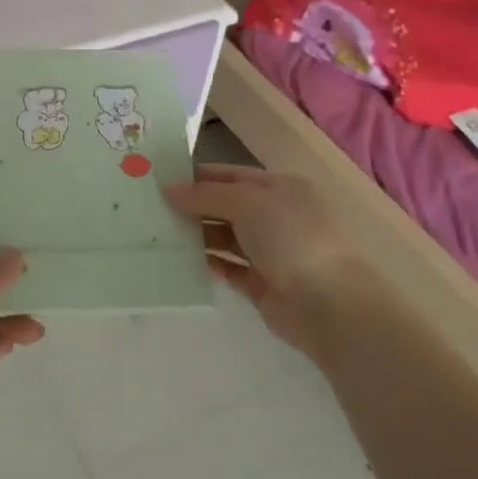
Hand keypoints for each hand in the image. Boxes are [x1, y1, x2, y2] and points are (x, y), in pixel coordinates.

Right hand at [164, 165, 372, 360]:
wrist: (327, 303)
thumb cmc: (290, 238)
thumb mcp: (247, 202)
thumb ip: (206, 194)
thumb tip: (169, 189)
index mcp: (278, 187)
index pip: (230, 175)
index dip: (197, 176)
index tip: (159, 179)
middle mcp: (275, 216)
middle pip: (226, 205)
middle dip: (192, 206)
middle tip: (150, 208)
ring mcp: (269, 251)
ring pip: (225, 237)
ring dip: (197, 234)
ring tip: (158, 233)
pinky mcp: (262, 284)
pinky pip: (229, 268)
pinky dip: (208, 264)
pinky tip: (181, 261)